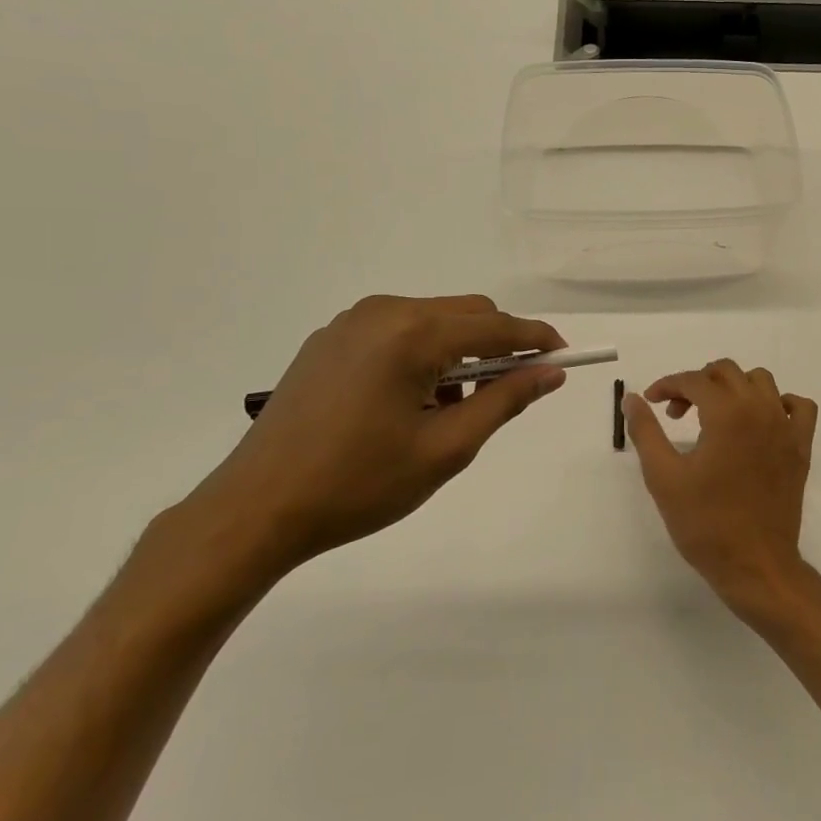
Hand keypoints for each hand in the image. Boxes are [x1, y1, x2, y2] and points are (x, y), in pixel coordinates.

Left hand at [191, 295, 566, 572]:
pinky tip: (412, 401)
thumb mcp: (446, 448)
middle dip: (498, 345)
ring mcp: (351, 323)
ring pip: (432, 320)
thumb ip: (504, 401)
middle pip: (465, 313)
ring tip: (452, 408)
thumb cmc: (359, 484)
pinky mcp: (330, 339)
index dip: (536, 339)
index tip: (564, 357)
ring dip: (459, 351)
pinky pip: (397, 331)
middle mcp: (383, 312)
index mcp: (412, 334)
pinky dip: (423, 354)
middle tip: (510, 391)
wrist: (256, 509)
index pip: (496, 325)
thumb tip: (550, 373)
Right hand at [624, 359, 817, 616]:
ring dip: (734, 387)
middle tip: (677, 414)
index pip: (693, 380)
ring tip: (714, 415)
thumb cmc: (705, 523)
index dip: (667, 385)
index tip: (652, 403)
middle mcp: (760, 409)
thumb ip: (645, 431)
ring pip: (761, 381)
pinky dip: (779, 403)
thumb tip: (633, 398)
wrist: (754, 565)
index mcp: (727, 413)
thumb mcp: (664, 477)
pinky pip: (799, 407)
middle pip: (726, 372)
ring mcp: (786, 427)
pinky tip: (760, 421)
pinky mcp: (801, 447)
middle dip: (696, 383)